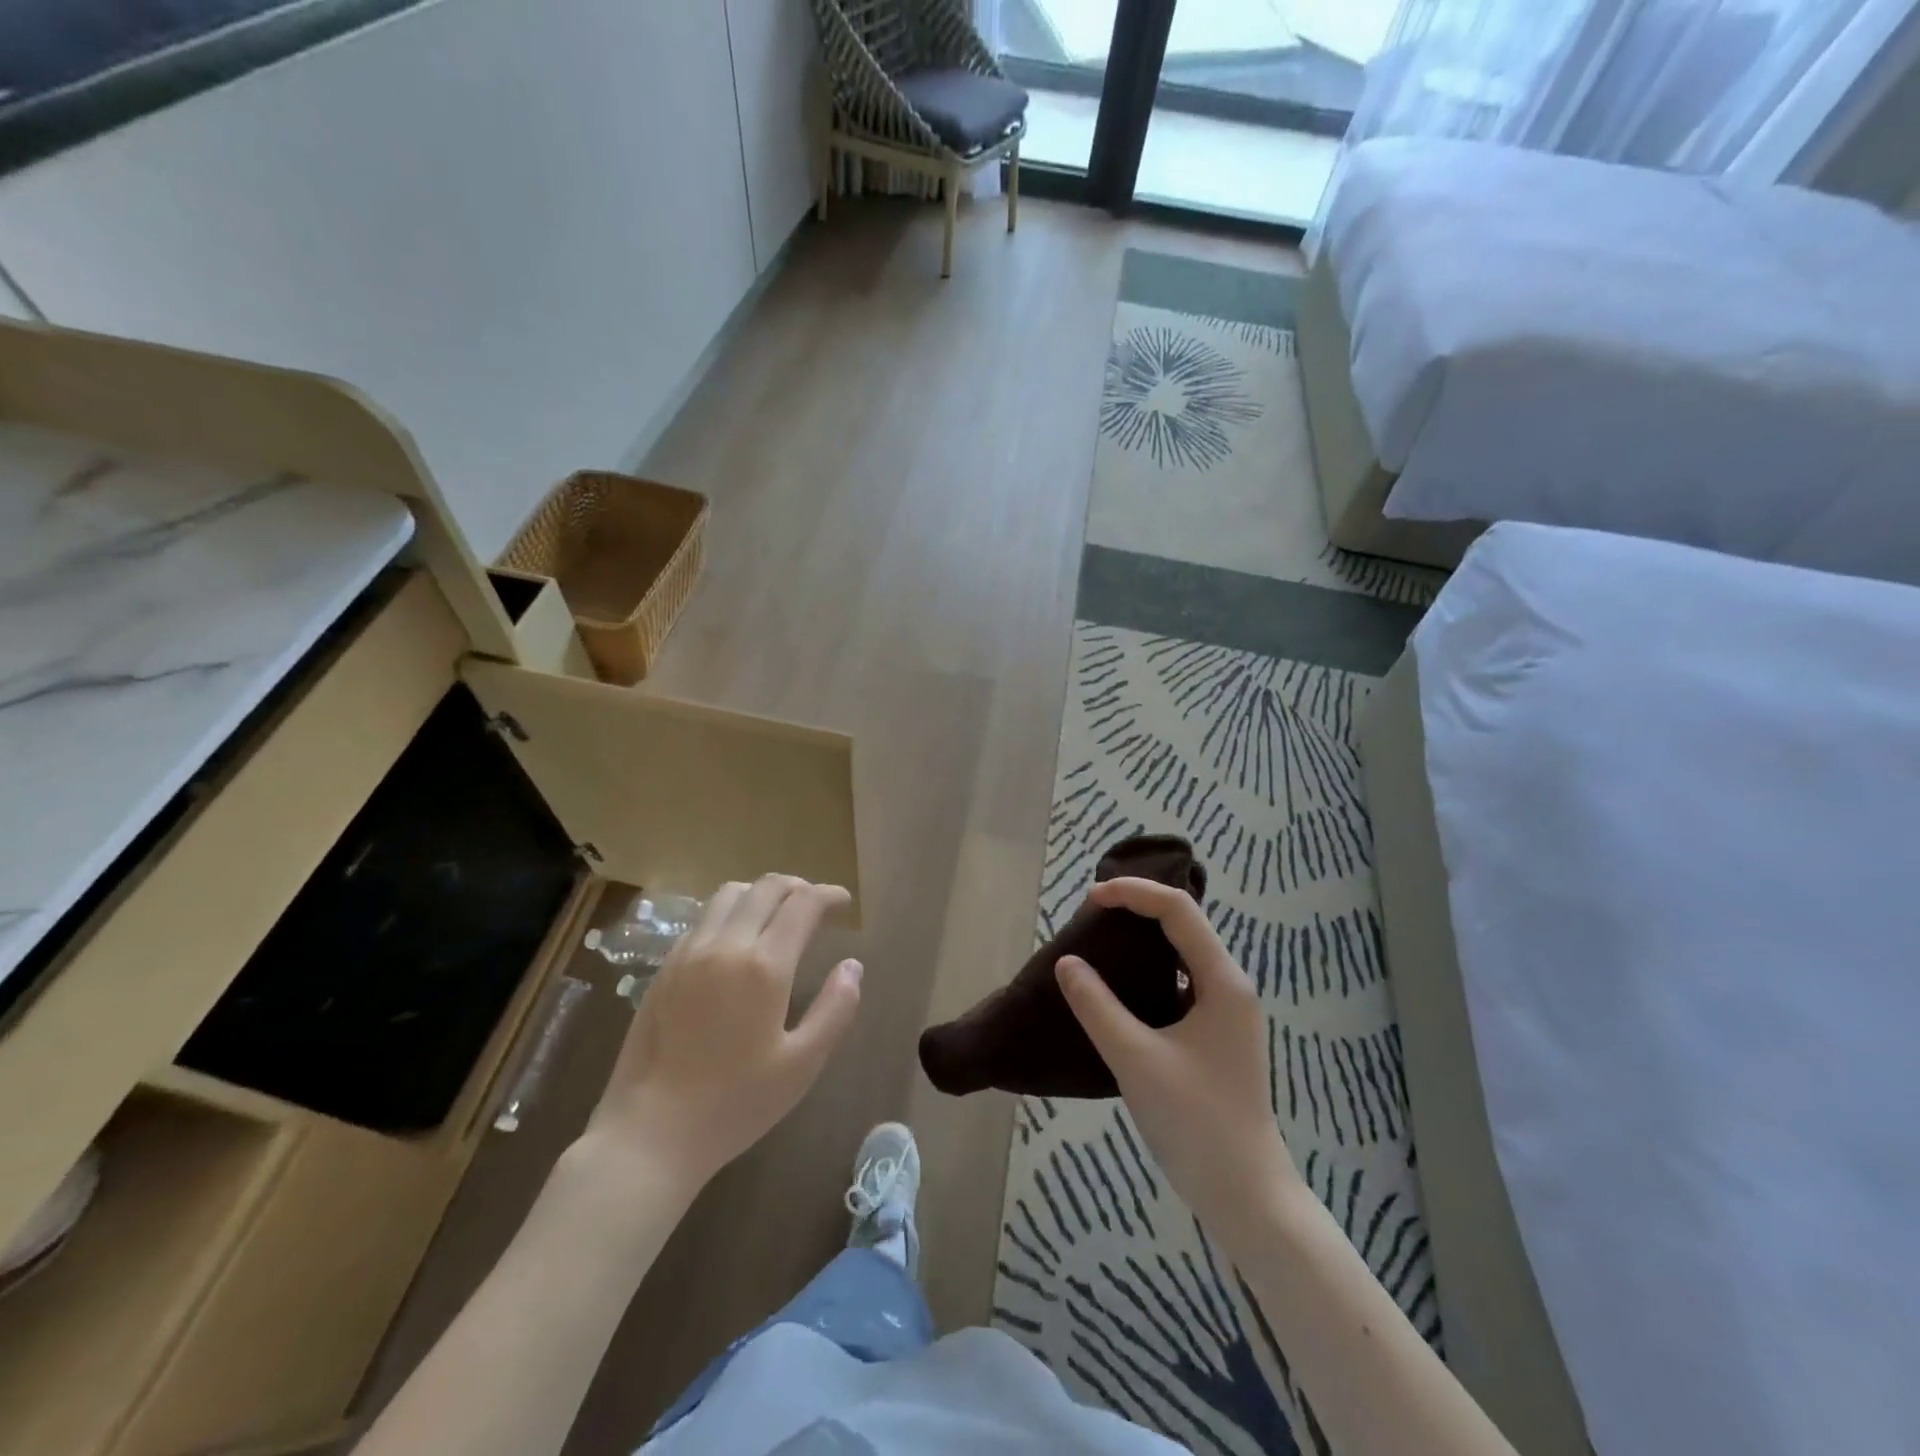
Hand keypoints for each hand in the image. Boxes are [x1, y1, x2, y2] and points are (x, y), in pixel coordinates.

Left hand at [585, 876, 861, 1190]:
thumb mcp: (801, 1065)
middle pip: (765, 887)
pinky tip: (738, 940)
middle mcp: (725, 945)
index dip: (828, 895)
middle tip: (816, 905)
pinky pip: (703, 918)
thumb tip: (852, 966)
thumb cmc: (735, 1104)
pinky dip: (731, 912)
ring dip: (761, 893)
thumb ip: (835, 1009)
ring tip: (778, 914)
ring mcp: (688, 953)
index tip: (844, 903)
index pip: (802, 904)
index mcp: (764, 966)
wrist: (650, 1134)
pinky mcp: (664, 968)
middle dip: (798, 886)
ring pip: (729, 894)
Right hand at [1056, 877, 1301, 1253]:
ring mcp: (1225, 1012)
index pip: (1178, 910)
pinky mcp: (1215, 1035)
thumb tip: (1067, 963)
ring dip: (1142, 940)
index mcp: (1223, 981)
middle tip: (1090, 914)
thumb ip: (1097, 1006)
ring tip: (1099, 941)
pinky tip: (1118, 988)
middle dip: (1138, 909)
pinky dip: (1147, 973)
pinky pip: (1179, 984)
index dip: (1134, 893)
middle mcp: (1230, 987)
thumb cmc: (1196, 1122)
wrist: (1245, 1195)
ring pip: (1181, 955)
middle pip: (1184, 925)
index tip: (1090, 898)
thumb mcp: (1136, 1059)